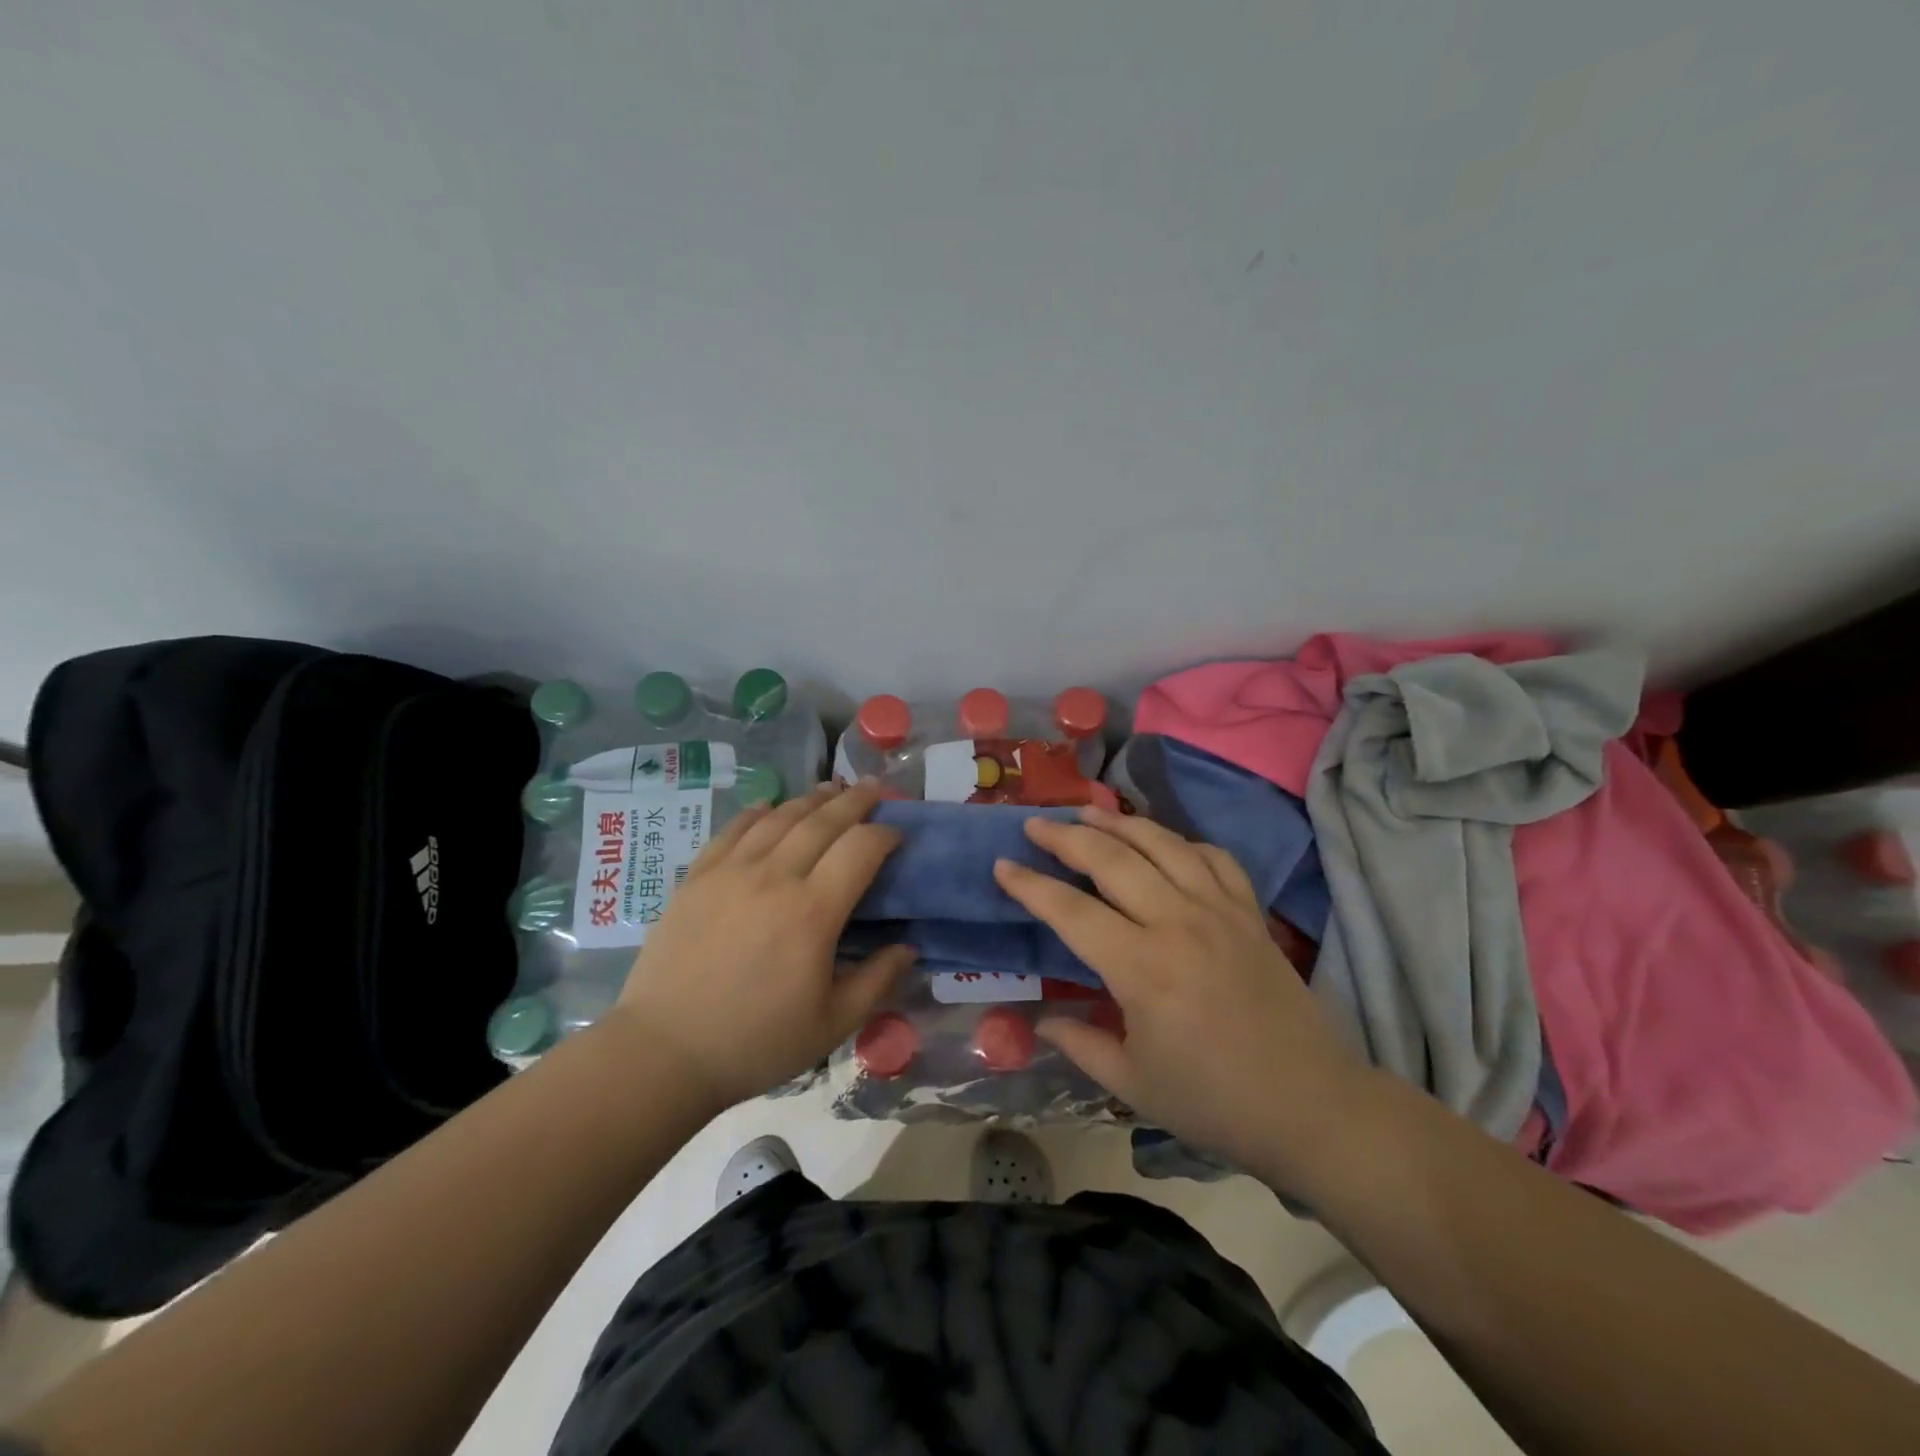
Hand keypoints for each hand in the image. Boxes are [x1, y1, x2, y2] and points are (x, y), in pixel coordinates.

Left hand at [609, 781, 912, 1113]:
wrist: (664, 1052)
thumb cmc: (755, 1042)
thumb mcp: (832, 1024)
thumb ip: (877, 981)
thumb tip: (908, 948)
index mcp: (813, 911)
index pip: (860, 848)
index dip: (884, 833)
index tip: (896, 833)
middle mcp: (774, 877)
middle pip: (822, 821)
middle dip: (854, 800)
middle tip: (873, 787)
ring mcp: (730, 871)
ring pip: (779, 817)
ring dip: (810, 799)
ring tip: (830, 789)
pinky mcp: (697, 877)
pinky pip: (734, 829)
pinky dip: (758, 812)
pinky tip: (769, 807)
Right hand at [994, 808, 1371, 1185]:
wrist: (1311, 1107)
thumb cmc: (1214, 1101)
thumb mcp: (1132, 1084)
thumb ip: (1080, 1043)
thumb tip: (1040, 1020)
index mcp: (1142, 968)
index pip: (1071, 911)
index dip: (1030, 885)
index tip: (1001, 865)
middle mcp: (1178, 923)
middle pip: (1112, 859)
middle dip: (1066, 836)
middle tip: (1035, 824)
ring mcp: (1220, 911)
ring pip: (1162, 844)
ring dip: (1119, 823)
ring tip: (1087, 811)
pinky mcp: (1250, 913)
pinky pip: (1213, 857)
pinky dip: (1182, 841)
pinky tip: (1163, 842)